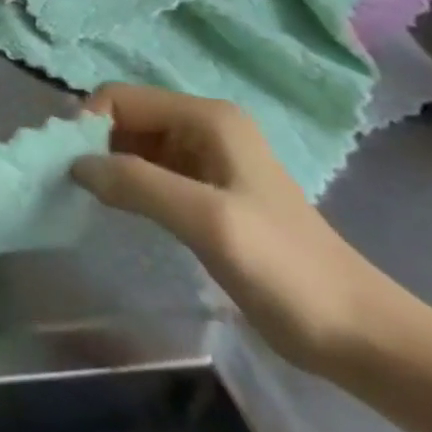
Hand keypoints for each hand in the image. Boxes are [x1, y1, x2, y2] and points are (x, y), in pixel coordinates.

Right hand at [73, 83, 395, 373]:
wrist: (359, 334)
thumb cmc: (284, 269)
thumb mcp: (206, 220)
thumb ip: (136, 183)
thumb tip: (73, 164)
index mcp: (206, 117)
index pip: (120, 98)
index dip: (88, 124)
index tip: (72, 167)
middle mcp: (204, 125)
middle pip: (124, 117)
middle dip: (94, 143)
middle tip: (76, 185)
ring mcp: (207, 157)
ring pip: (132, 143)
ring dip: (107, 164)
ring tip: (94, 199)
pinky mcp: (206, 189)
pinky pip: (148, 169)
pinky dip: (126, 183)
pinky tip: (121, 209)